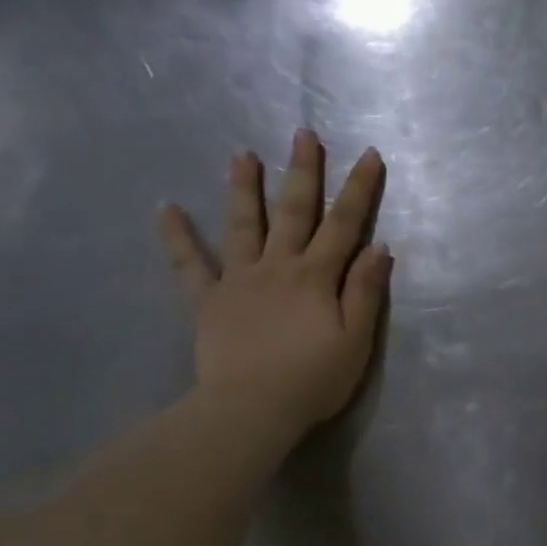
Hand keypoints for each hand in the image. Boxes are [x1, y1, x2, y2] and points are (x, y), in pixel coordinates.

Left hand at [158, 129, 390, 449]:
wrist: (251, 411)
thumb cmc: (313, 379)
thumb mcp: (356, 339)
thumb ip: (366, 291)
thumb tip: (380, 246)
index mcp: (317, 276)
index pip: (345, 224)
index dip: (359, 189)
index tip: (369, 154)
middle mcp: (278, 266)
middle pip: (294, 211)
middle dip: (303, 171)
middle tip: (303, 134)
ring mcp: (239, 280)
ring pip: (243, 225)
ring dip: (244, 189)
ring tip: (242, 155)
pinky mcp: (209, 301)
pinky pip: (190, 265)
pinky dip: (178, 237)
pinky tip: (166, 209)